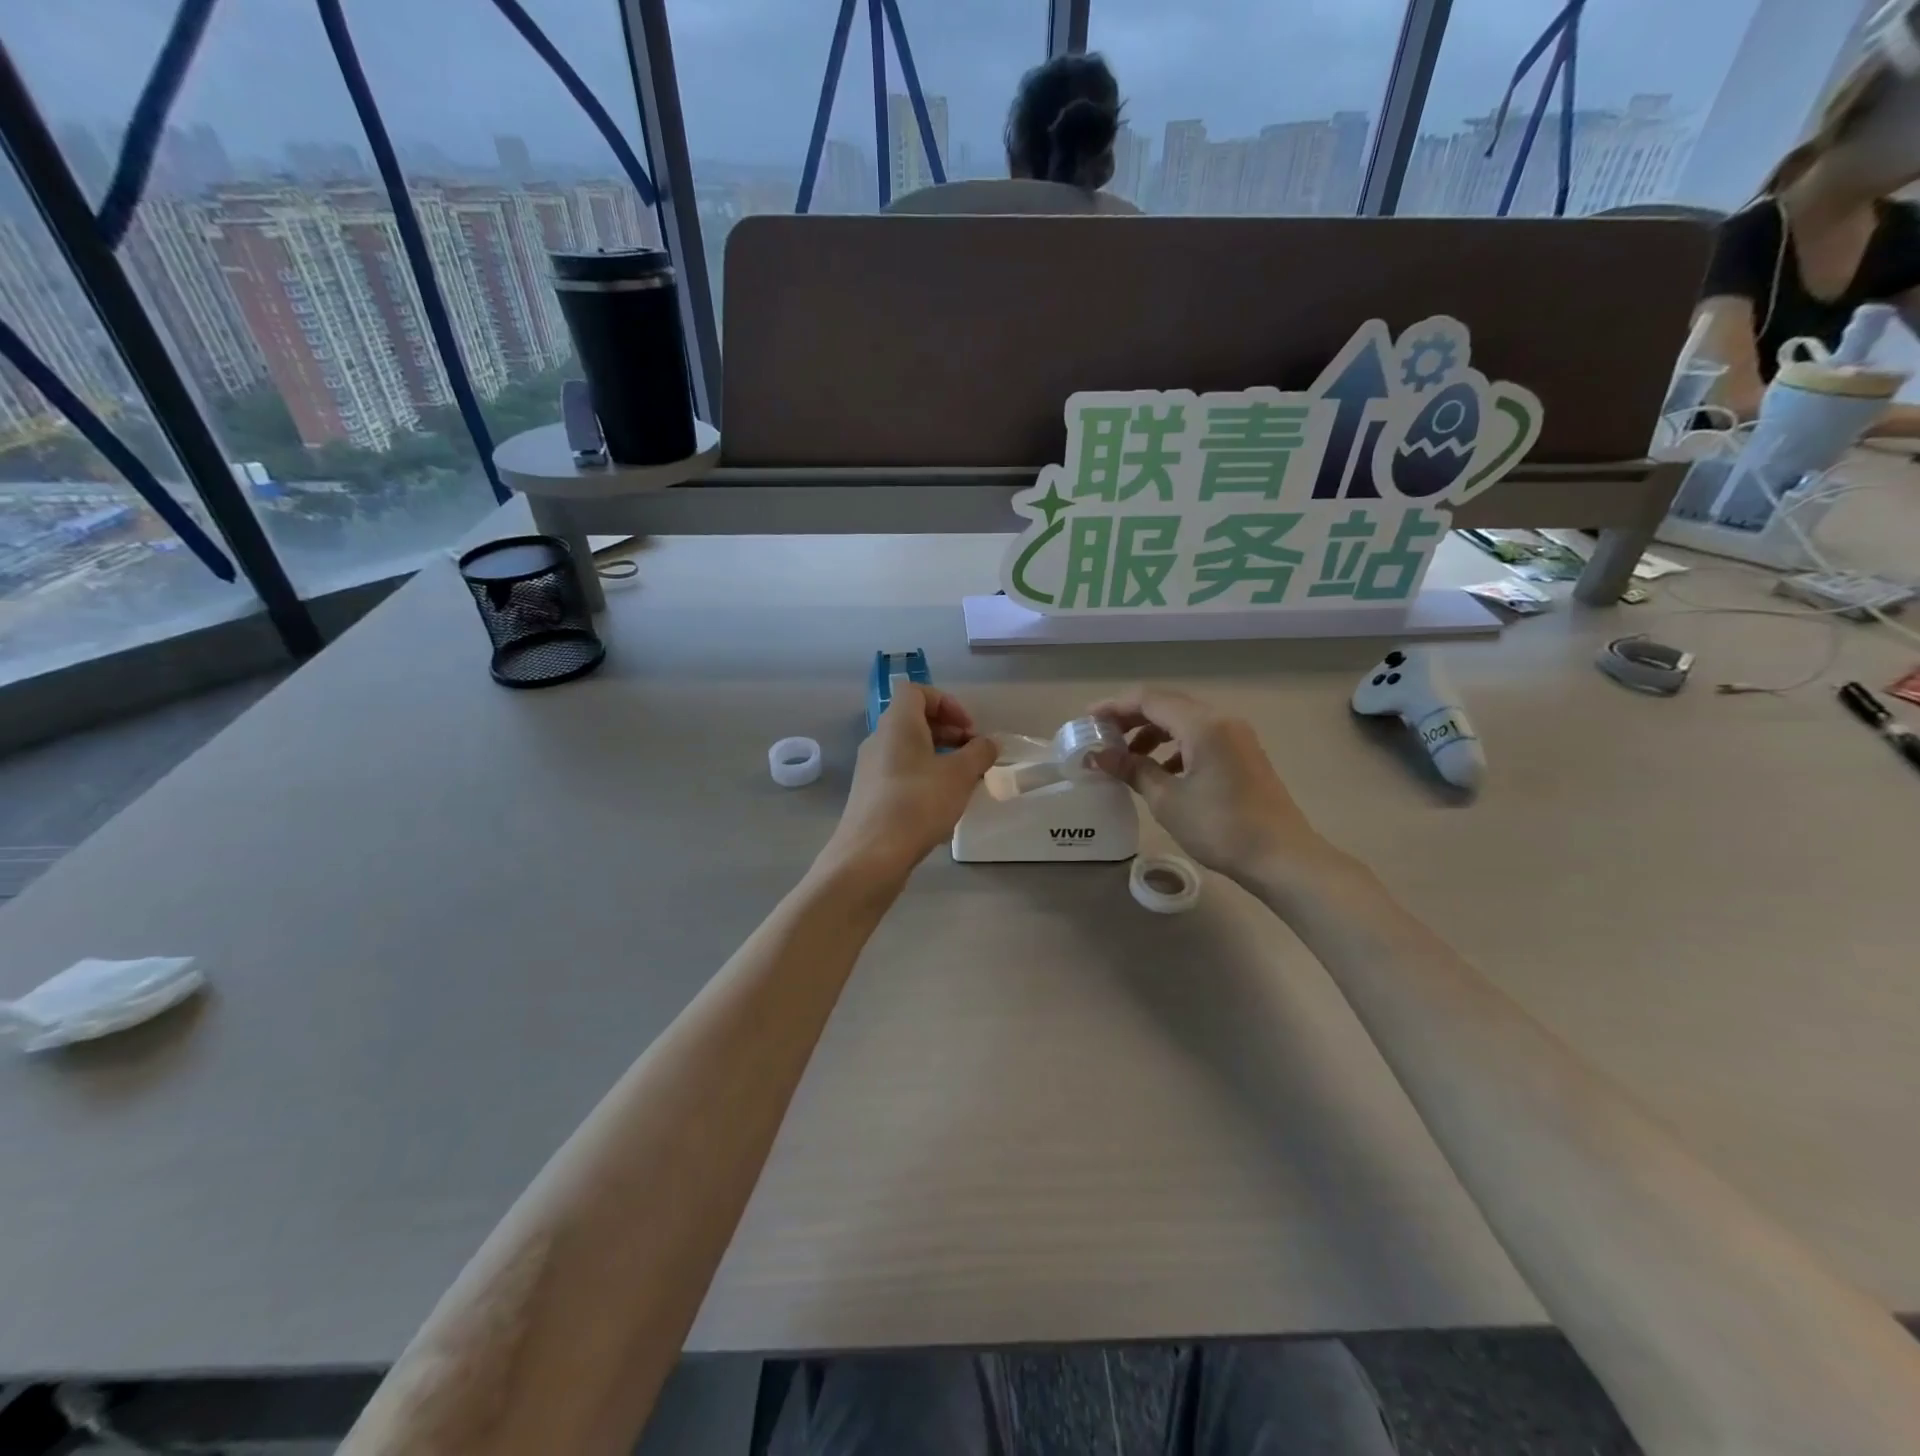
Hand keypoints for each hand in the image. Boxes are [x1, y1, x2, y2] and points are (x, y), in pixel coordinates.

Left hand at [827, 684, 996, 876]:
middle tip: (973, 754)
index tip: (969, 729)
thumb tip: (989, 742)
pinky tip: (940, 802)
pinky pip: (900, 771)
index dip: (946, 702)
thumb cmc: (918, 803)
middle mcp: (879, 738)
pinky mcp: (869, 794)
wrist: (870, 855)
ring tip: (962, 780)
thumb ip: (979, 753)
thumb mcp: (960, 775)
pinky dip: (923, 775)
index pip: (916, 691)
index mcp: (897, 723)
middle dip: (947, 731)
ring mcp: (870, 767)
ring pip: (907, 748)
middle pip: (913, 719)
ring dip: (938, 755)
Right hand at [1088, 686, 1326, 880]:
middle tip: (1101, 737)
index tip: (1086, 720)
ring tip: (1127, 758)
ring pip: (1184, 720)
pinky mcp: (1242, 752)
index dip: (1113, 706)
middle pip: (1166, 704)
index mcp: (1202, 724)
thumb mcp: (1167, 799)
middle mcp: (1221, 719)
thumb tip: (1097, 755)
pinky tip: (1161, 770)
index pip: (1148, 700)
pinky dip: (1174, 745)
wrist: (1282, 857)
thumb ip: (1132, 769)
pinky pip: (1200, 736)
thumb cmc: (1220, 827)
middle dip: (1130, 718)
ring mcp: (1236, 735)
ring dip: (1152, 732)